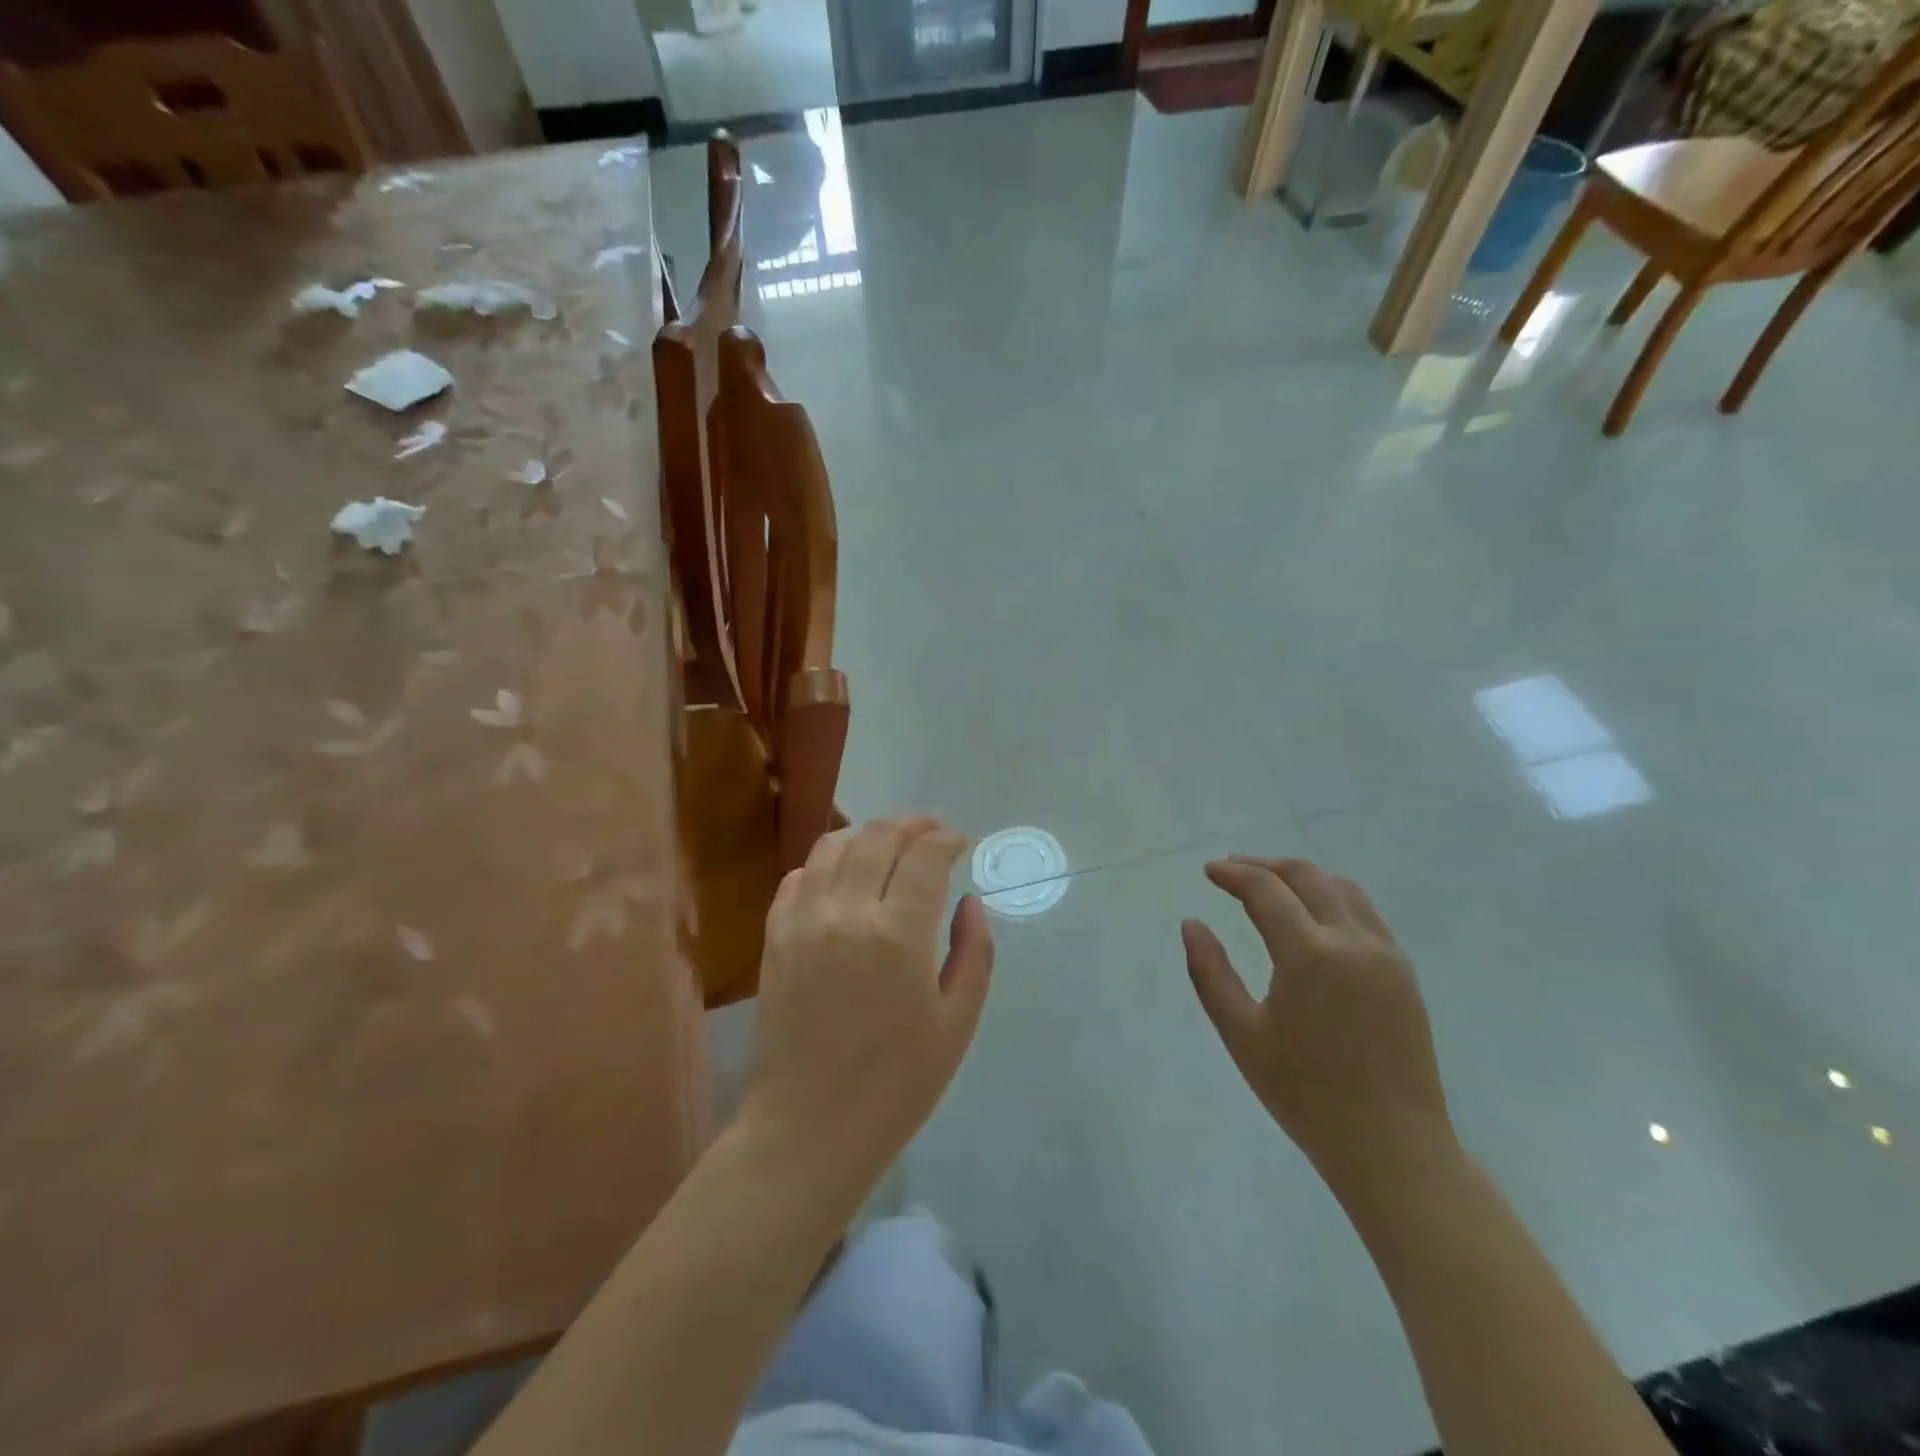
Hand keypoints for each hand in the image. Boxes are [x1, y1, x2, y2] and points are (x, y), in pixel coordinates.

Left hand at [742, 819, 994, 1201]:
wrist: (809, 1128)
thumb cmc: (896, 1085)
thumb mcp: (957, 1024)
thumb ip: (973, 953)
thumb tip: (969, 901)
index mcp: (899, 934)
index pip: (926, 855)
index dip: (946, 839)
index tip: (959, 844)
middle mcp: (847, 913)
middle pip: (879, 837)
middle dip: (911, 825)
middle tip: (929, 836)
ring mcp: (803, 921)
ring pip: (833, 846)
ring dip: (867, 836)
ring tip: (888, 847)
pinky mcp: (774, 937)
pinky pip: (796, 877)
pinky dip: (824, 863)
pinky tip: (842, 877)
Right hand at [1182, 856, 1454, 1195]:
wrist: (1392, 1146)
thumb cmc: (1305, 1094)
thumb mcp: (1241, 1035)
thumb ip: (1210, 973)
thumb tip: (1191, 924)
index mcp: (1310, 955)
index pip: (1266, 890)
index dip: (1233, 874)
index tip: (1209, 871)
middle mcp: (1353, 941)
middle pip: (1306, 876)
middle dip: (1265, 865)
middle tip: (1232, 868)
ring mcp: (1386, 955)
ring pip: (1342, 888)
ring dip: (1302, 876)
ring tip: (1270, 883)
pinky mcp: (1404, 973)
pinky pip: (1365, 913)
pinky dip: (1332, 897)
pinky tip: (1314, 915)